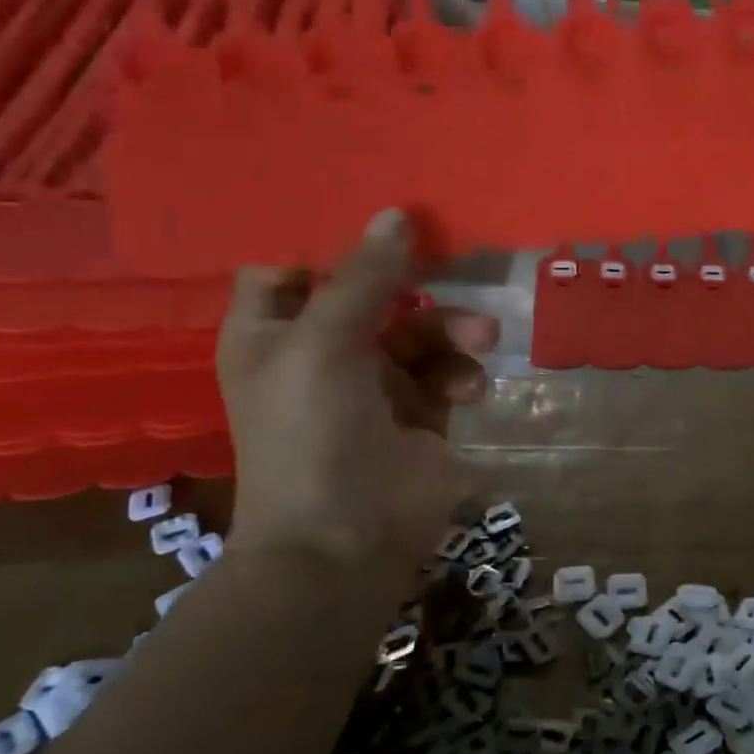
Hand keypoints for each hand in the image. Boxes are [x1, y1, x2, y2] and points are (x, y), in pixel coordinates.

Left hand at [218, 209, 499, 573]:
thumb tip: (397, 214)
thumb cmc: (311, 432)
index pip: (290, 269)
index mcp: (273, 333)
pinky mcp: (422, 414)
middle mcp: (321, 353)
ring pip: (421, 331)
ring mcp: (375, 385)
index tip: (379, 225)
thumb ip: (364, 278)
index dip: (327, 247)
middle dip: (414, 286)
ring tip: (480, 342)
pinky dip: (462, 375)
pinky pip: (449, 373)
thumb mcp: (325, 343)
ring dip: (453, 331)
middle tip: (451, 268)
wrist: (346, 539)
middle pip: (372, 294)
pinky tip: (468, 392)